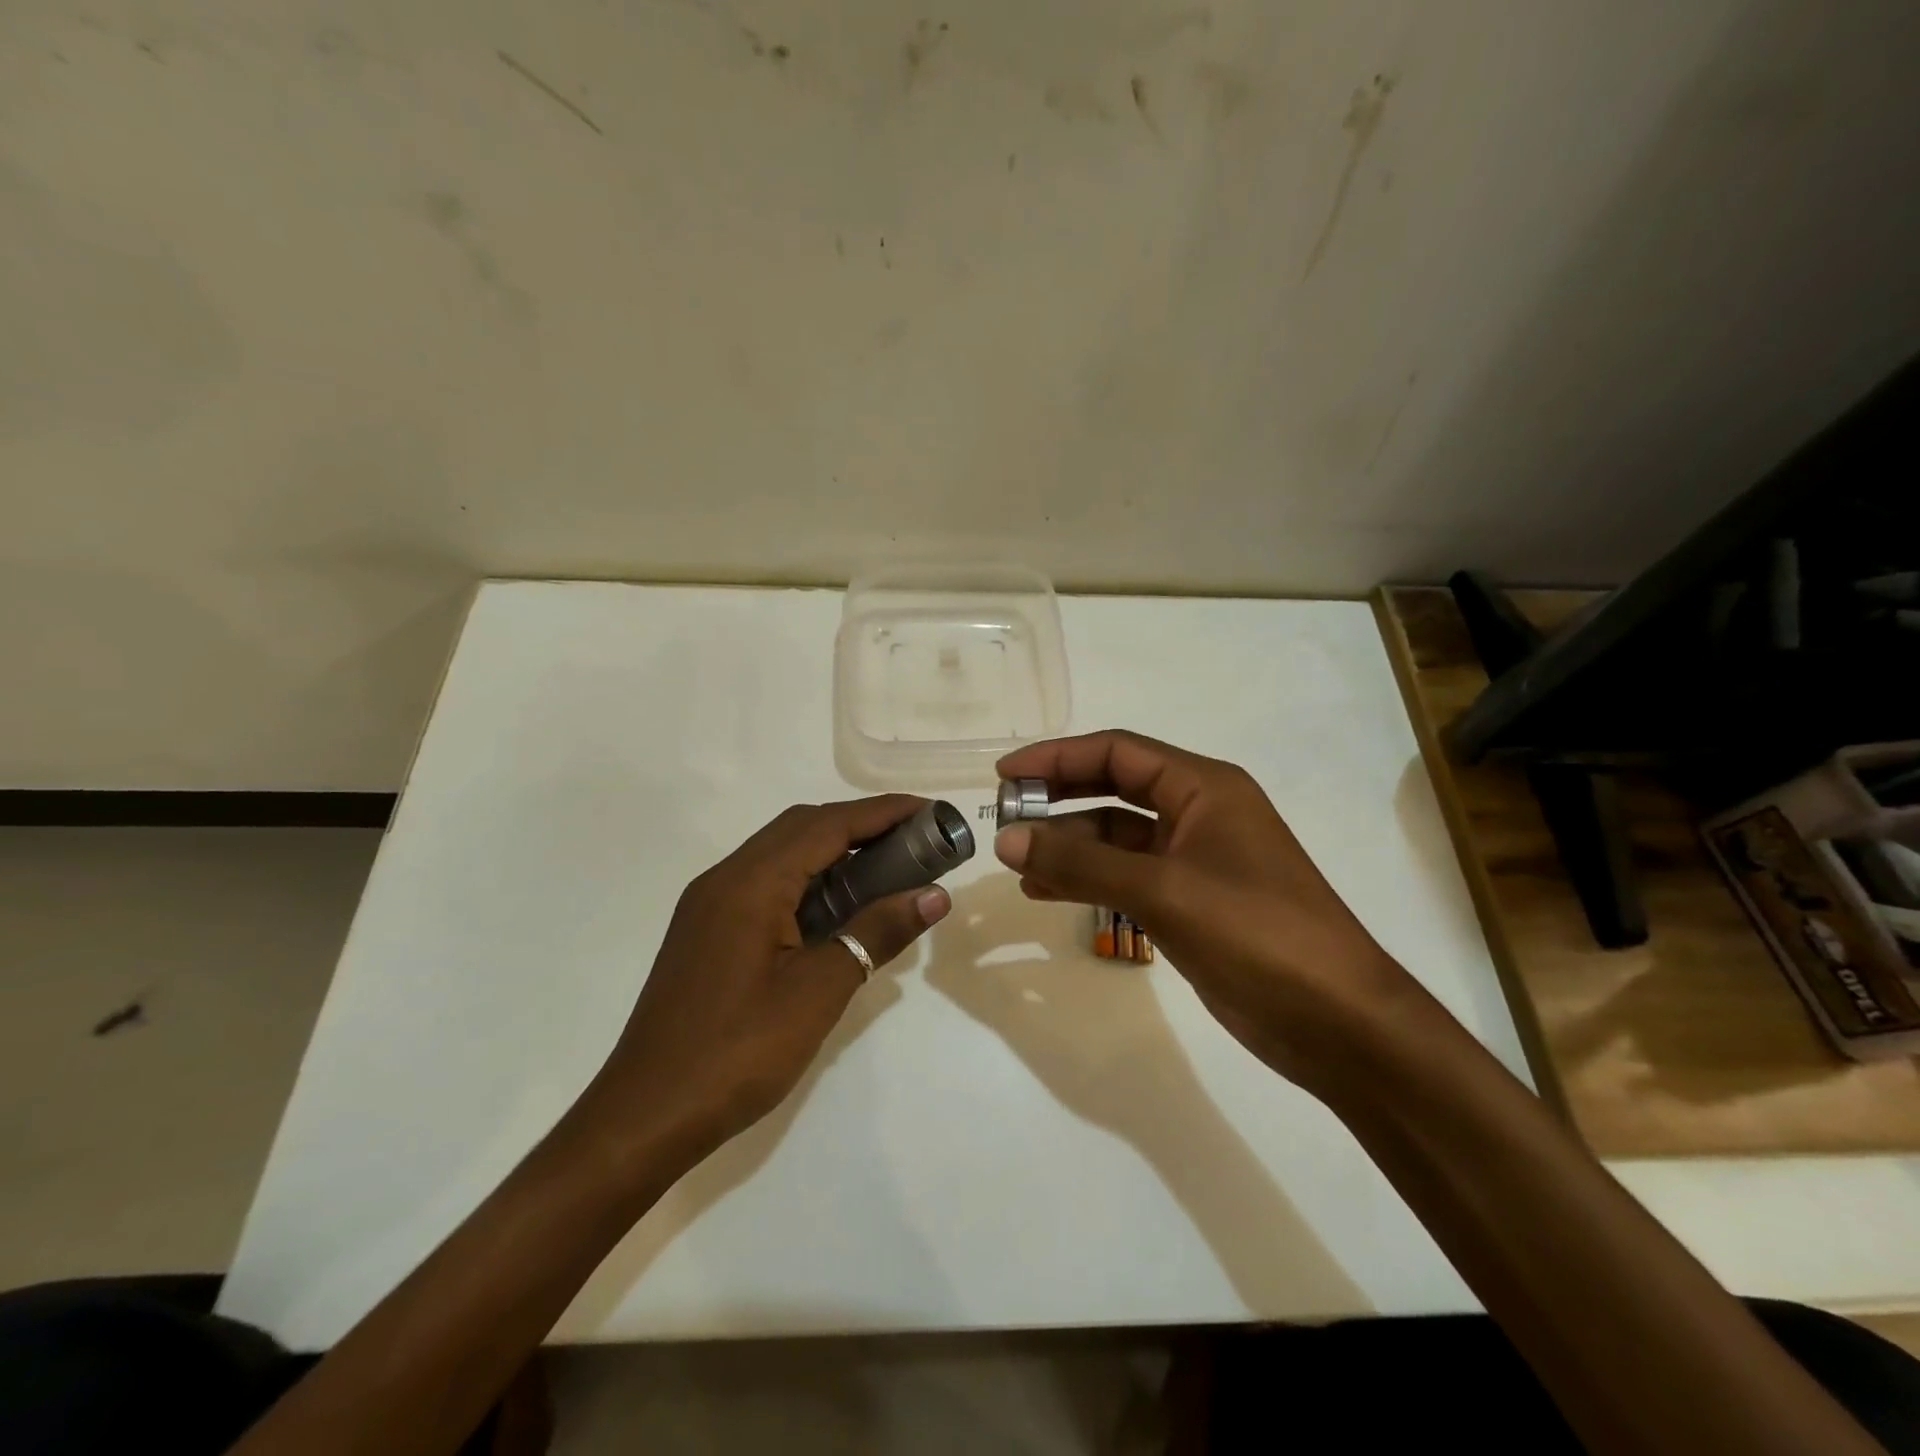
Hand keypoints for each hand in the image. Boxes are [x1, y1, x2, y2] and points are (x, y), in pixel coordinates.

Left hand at [569, 797, 950, 1167]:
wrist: (645, 1117)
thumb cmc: (737, 1053)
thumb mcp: (818, 991)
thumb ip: (876, 933)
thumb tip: (934, 896)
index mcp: (750, 883)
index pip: (827, 825)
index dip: (882, 813)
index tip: (930, 811)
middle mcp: (725, 879)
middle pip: (802, 828)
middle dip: (861, 825)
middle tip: (915, 840)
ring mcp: (711, 905)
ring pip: (782, 855)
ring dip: (834, 852)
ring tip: (888, 867)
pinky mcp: (709, 931)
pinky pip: (767, 884)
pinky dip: (810, 881)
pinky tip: (839, 907)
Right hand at [992, 731, 1422, 1090]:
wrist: (1337, 1021)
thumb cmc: (1254, 932)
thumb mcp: (1161, 889)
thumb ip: (1081, 862)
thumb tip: (1006, 837)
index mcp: (1204, 787)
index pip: (1117, 751)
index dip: (1057, 757)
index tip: (1005, 775)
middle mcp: (1199, 813)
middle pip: (1114, 788)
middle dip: (1060, 799)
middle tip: (1006, 816)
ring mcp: (1196, 860)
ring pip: (1117, 837)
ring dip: (1069, 845)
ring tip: (1016, 862)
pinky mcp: (1191, 902)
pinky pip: (1127, 876)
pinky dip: (1088, 879)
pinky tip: (1047, 891)